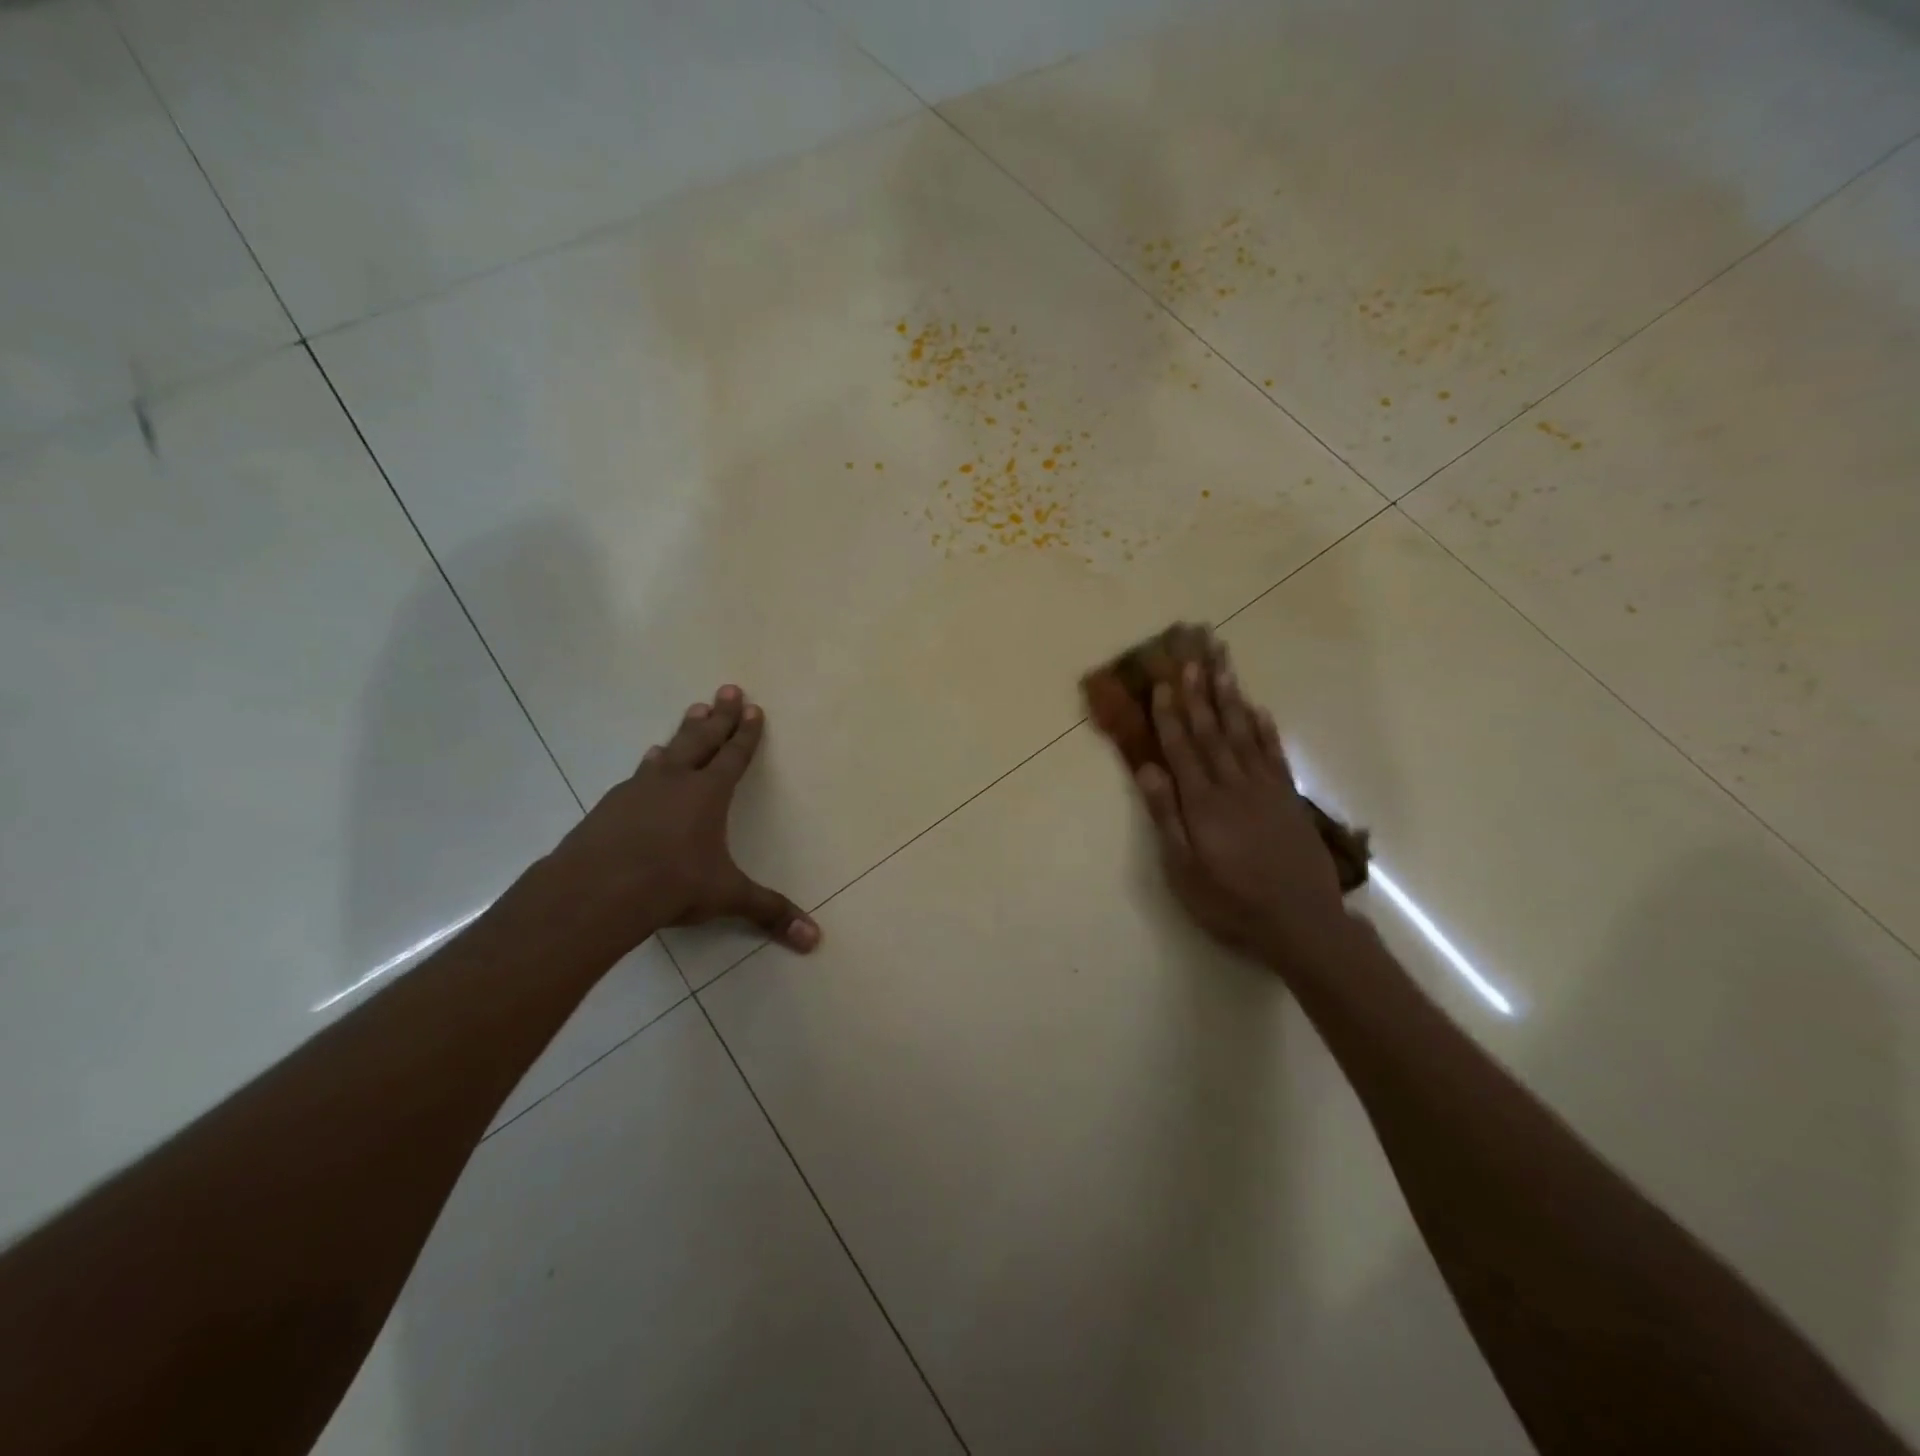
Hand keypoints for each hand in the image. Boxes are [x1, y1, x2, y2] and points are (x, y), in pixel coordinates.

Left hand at [544, 685, 818, 960]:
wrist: (596, 891)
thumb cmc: (672, 885)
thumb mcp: (727, 897)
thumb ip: (769, 912)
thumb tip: (815, 939)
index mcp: (708, 794)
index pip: (734, 756)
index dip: (746, 733)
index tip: (753, 708)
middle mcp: (675, 782)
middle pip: (702, 739)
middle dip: (719, 715)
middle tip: (727, 689)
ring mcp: (638, 790)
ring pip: (668, 751)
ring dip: (683, 732)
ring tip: (691, 713)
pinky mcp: (610, 806)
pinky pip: (638, 776)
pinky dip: (650, 766)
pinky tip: (646, 765)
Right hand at [1135, 662, 1348, 966]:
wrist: (1299, 921)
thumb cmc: (1230, 901)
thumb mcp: (1184, 868)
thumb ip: (1167, 815)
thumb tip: (1147, 768)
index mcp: (1203, 802)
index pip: (1182, 747)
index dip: (1170, 714)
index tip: (1162, 681)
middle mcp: (1233, 784)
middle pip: (1212, 730)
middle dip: (1198, 692)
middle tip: (1192, 655)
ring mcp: (1265, 787)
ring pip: (1243, 732)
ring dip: (1230, 698)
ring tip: (1222, 665)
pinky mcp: (1288, 797)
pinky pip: (1274, 753)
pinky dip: (1265, 728)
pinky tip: (1258, 709)